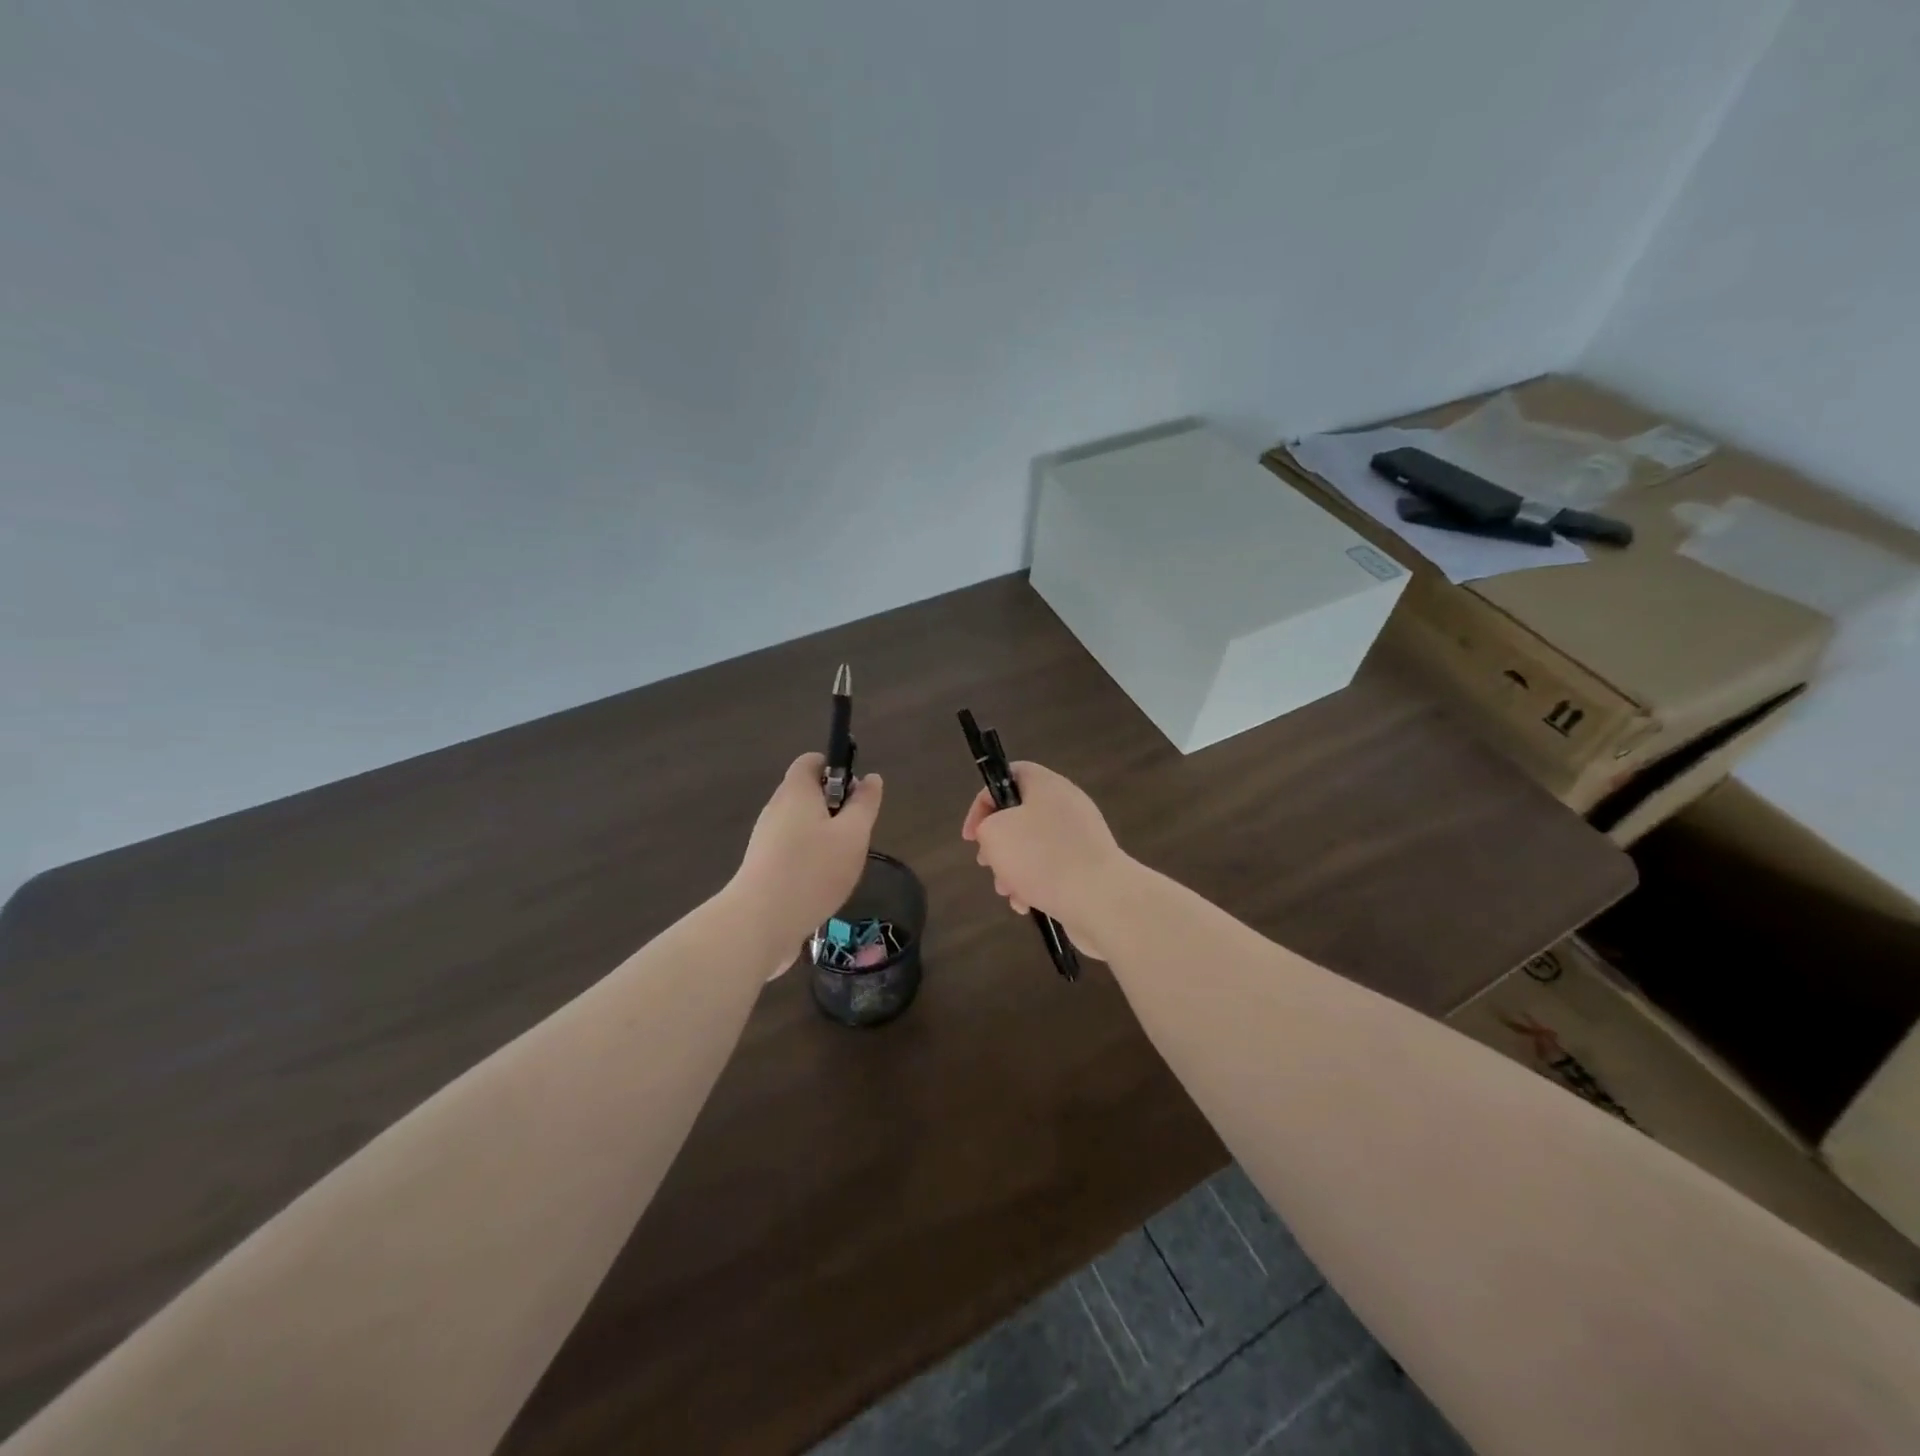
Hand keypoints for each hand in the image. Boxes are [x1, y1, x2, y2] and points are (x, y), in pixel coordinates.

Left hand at [733, 753, 883, 974]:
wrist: (760, 922)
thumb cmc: (813, 870)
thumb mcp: (853, 835)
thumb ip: (864, 804)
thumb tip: (871, 778)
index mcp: (796, 791)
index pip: (812, 761)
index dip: (836, 768)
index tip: (856, 793)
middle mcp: (776, 808)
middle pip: (808, 793)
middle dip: (836, 807)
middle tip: (855, 833)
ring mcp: (765, 838)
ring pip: (801, 824)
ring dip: (825, 836)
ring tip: (842, 862)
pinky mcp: (762, 866)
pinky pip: (791, 849)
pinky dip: (810, 858)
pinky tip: (823, 884)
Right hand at [961, 761, 1128, 960]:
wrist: (1100, 899)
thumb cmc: (1042, 857)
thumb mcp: (995, 834)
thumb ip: (986, 826)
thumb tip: (997, 835)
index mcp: (1047, 785)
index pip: (1009, 774)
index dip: (983, 801)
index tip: (972, 835)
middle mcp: (1067, 804)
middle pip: (1020, 815)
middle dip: (998, 843)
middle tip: (987, 863)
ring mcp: (1082, 836)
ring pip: (1035, 846)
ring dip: (1013, 869)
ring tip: (1008, 892)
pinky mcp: (1089, 866)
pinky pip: (1053, 869)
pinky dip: (1036, 884)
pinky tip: (1027, 904)